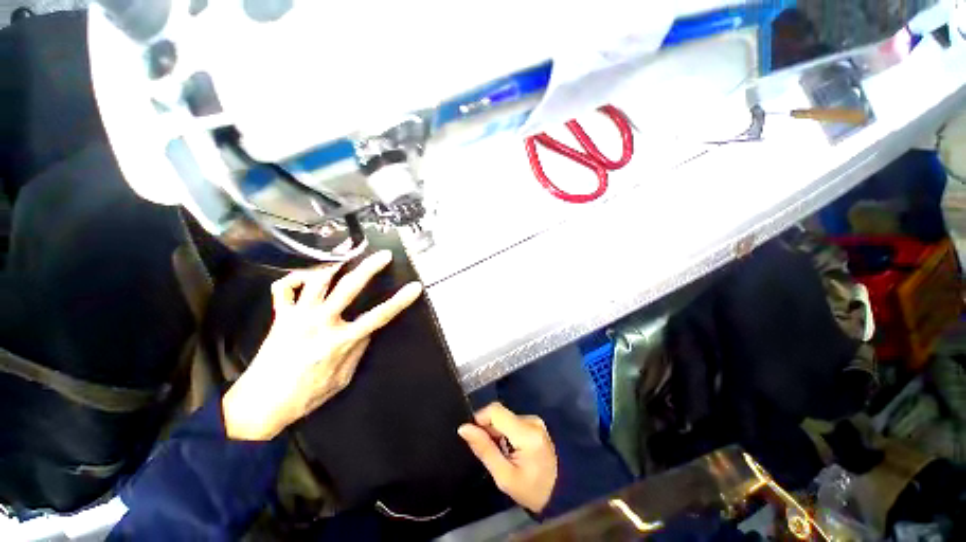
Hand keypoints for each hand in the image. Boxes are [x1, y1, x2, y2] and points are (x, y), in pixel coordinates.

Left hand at [222, 250, 422, 440]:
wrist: (262, 403)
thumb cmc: (306, 395)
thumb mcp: (343, 379)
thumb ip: (358, 351)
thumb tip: (367, 331)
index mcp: (341, 341)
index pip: (380, 316)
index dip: (400, 300)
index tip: (414, 287)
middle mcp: (321, 322)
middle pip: (349, 287)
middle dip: (370, 268)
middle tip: (384, 256)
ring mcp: (298, 316)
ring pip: (317, 279)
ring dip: (334, 266)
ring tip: (346, 258)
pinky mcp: (280, 315)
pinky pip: (283, 288)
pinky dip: (295, 278)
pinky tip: (307, 277)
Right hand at [458, 403, 557, 512]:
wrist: (559, 495)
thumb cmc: (530, 490)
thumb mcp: (504, 476)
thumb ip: (484, 449)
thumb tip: (464, 428)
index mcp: (526, 432)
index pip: (495, 411)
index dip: (480, 418)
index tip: (473, 436)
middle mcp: (532, 420)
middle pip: (500, 414)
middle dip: (488, 429)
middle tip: (487, 452)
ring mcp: (535, 421)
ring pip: (505, 417)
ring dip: (497, 431)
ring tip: (499, 453)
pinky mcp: (535, 424)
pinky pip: (513, 421)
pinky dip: (505, 432)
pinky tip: (508, 449)